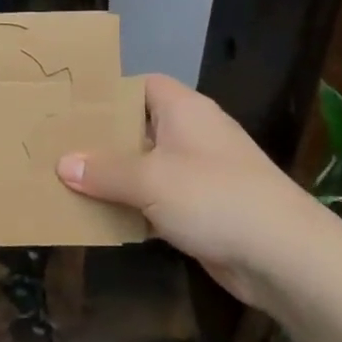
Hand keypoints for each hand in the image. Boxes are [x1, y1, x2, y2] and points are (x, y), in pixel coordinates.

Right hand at [56, 74, 320, 303]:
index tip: (72, 107)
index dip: (109, 92)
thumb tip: (63, 163)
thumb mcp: (149, 179)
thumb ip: (104, 171)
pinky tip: (100, 217)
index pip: (142, 85)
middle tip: (58, 146)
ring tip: (67, 182)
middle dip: (102, 140)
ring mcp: (200, 174)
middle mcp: (192, 135)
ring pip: (146, 167)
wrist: (283, 256)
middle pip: (139, 127)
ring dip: (115, 178)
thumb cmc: (214, 197)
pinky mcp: (203, 209)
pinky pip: (157, 200)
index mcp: (184, 110)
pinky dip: (133, 207)